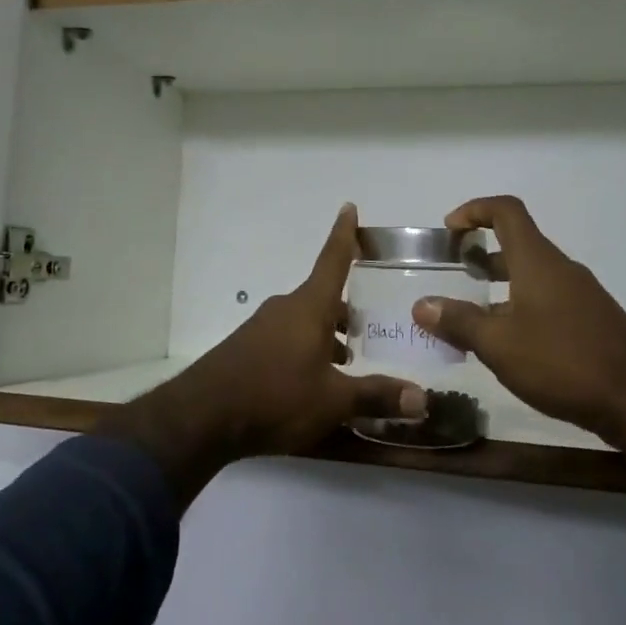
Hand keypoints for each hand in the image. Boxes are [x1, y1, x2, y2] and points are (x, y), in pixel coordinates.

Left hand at [98, 204, 425, 505]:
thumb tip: (421, 398)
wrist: (203, 417)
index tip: (349, 207)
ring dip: (327, 336)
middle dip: (348, 311)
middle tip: (375, 327)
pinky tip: (315, 382)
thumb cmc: (276, 396)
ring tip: (350, 363)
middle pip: (323, 299)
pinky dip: (306, 351)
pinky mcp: (247, 350)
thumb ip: (376, 396)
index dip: (344, 235)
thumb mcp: (332, 401)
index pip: (333, 261)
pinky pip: (286, 341)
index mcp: (309, 307)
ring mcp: (262, 328)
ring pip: (305, 322)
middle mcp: (286, 309)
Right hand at [411, 195, 625, 447]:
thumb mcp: (499, 344)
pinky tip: (507, 343)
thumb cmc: (563, 361)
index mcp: (536, 261)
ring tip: (471, 315)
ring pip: (531, 275)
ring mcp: (579, 294)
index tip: (450, 230)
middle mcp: (559, 268)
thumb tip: (421, 306)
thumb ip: (459, 322)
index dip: (474, 210)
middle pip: (517, 243)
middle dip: (481, 253)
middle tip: (453, 274)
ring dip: (499, 284)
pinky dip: (520, 307)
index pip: (506, 211)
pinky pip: (547, 299)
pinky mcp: (591, 320)